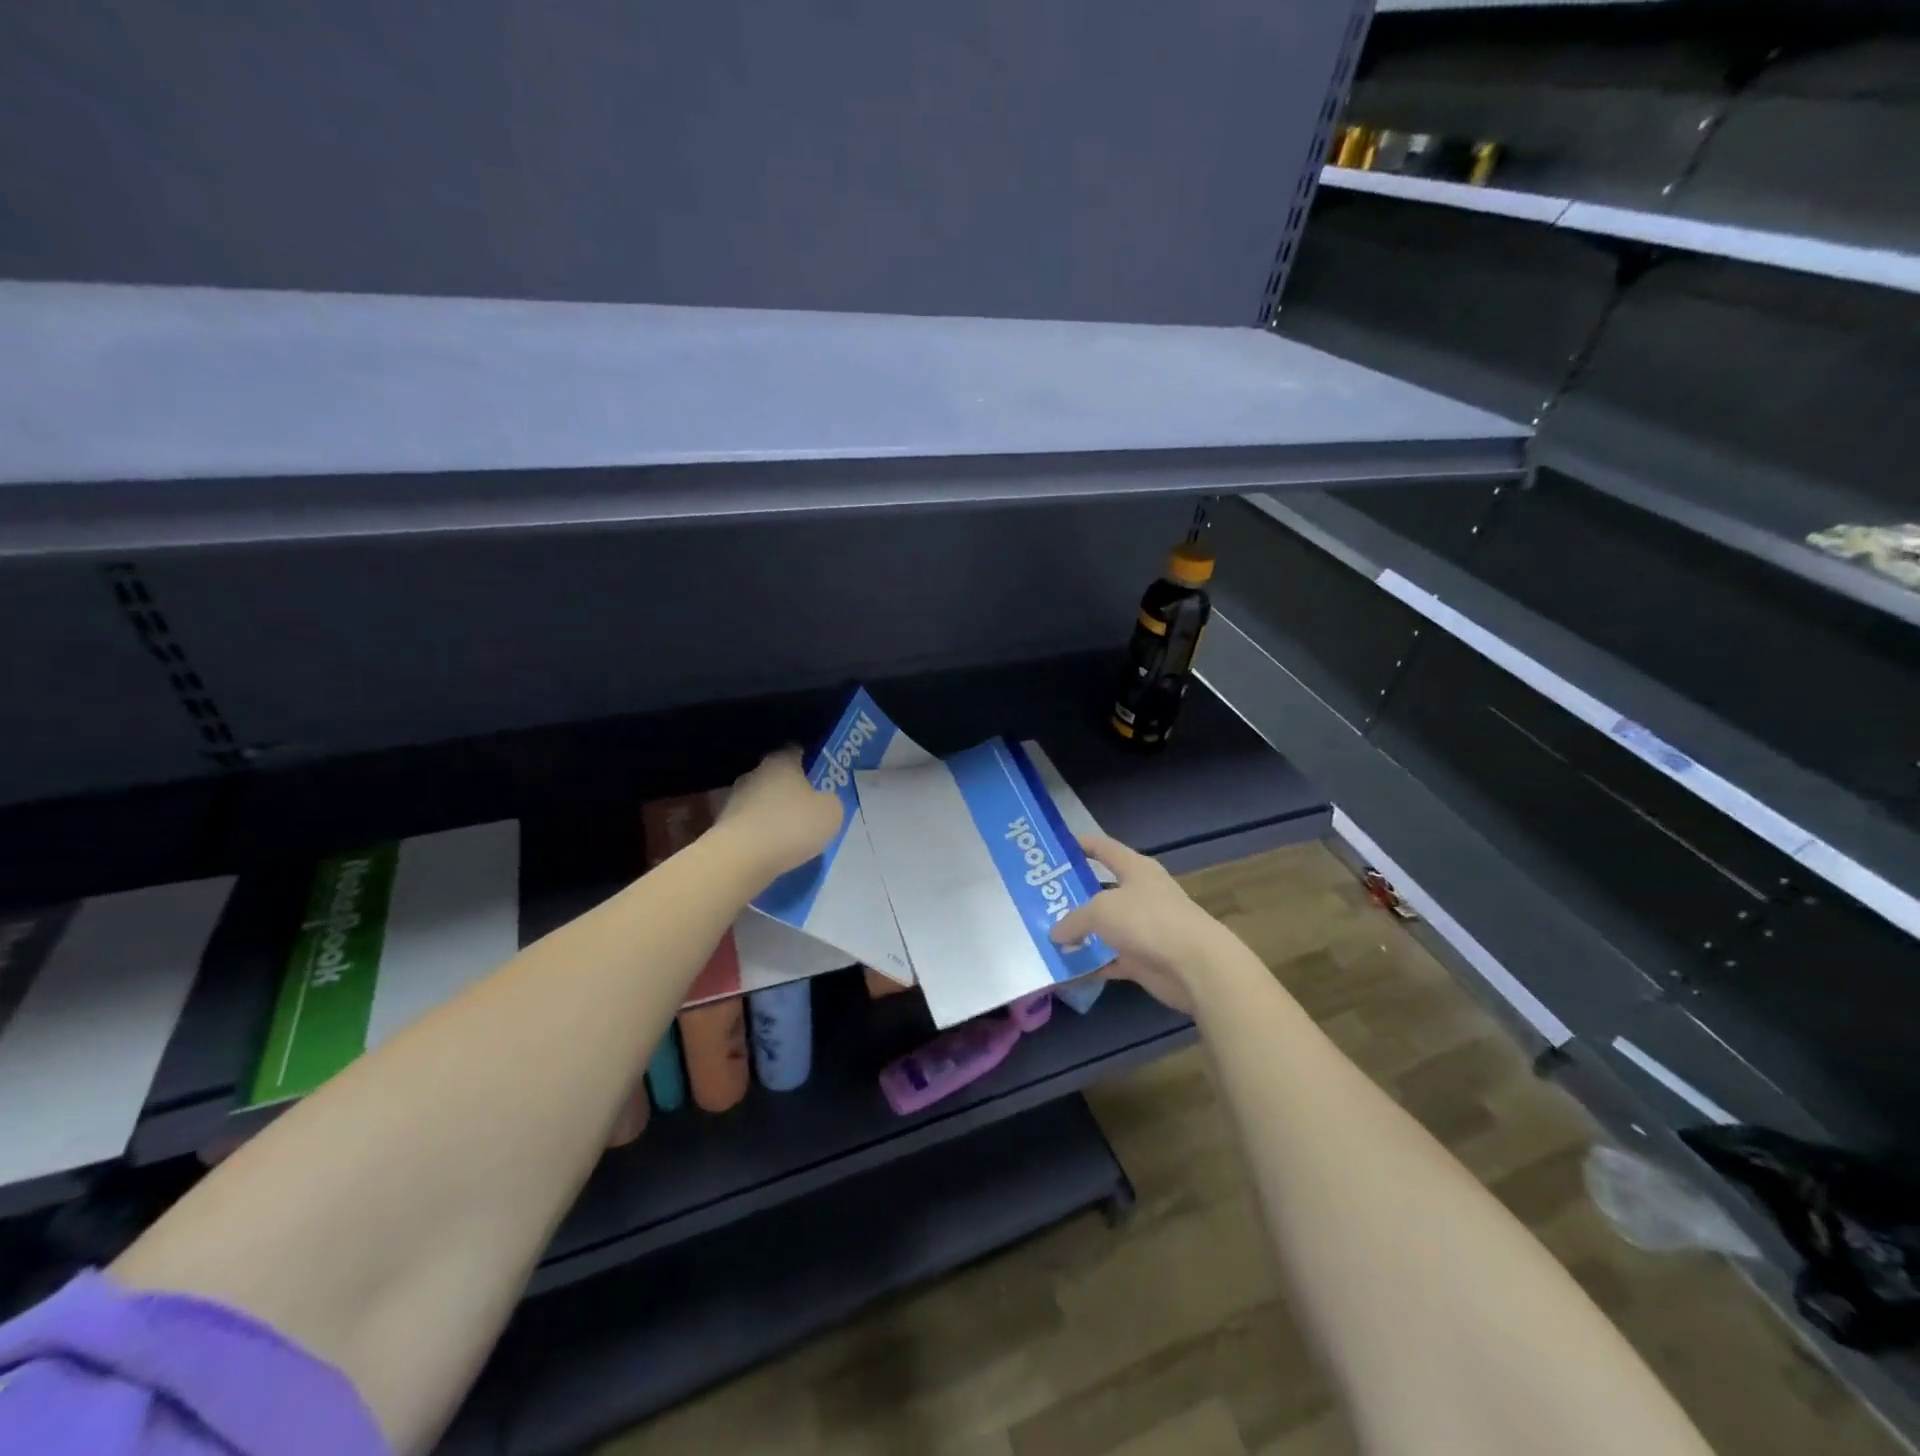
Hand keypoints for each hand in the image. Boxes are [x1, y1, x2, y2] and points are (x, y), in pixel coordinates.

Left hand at [715, 747, 844, 880]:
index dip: (810, 762)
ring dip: (773, 813)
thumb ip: (830, 801)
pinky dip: (760, 833)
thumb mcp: (831, 812)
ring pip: (760, 801)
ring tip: (790, 834)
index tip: (822, 776)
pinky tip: (772, 849)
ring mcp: (733, 799)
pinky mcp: (722, 825)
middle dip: (791, 789)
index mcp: (781, 761)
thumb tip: (823, 801)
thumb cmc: (791, 825)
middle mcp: (754, 773)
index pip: (796, 751)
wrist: (741, 858)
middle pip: (776, 776)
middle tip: (809, 807)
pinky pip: (750, 825)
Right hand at [1049, 834, 1239, 1013]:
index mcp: (1135, 869)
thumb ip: (1073, 920)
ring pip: (1104, 928)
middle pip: (1100, 890)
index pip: (1103, 848)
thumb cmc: (1148, 920)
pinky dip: (1091, 965)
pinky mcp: (1144, 959)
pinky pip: (1110, 960)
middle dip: (1072, 895)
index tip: (1053, 848)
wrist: (1195, 965)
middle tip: (1040, 899)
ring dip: (1080, 934)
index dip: (1080, 844)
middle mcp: (1140, 894)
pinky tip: (1066, 970)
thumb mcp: (1100, 910)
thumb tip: (1056, 934)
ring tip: (1046, 936)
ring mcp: (1143, 928)